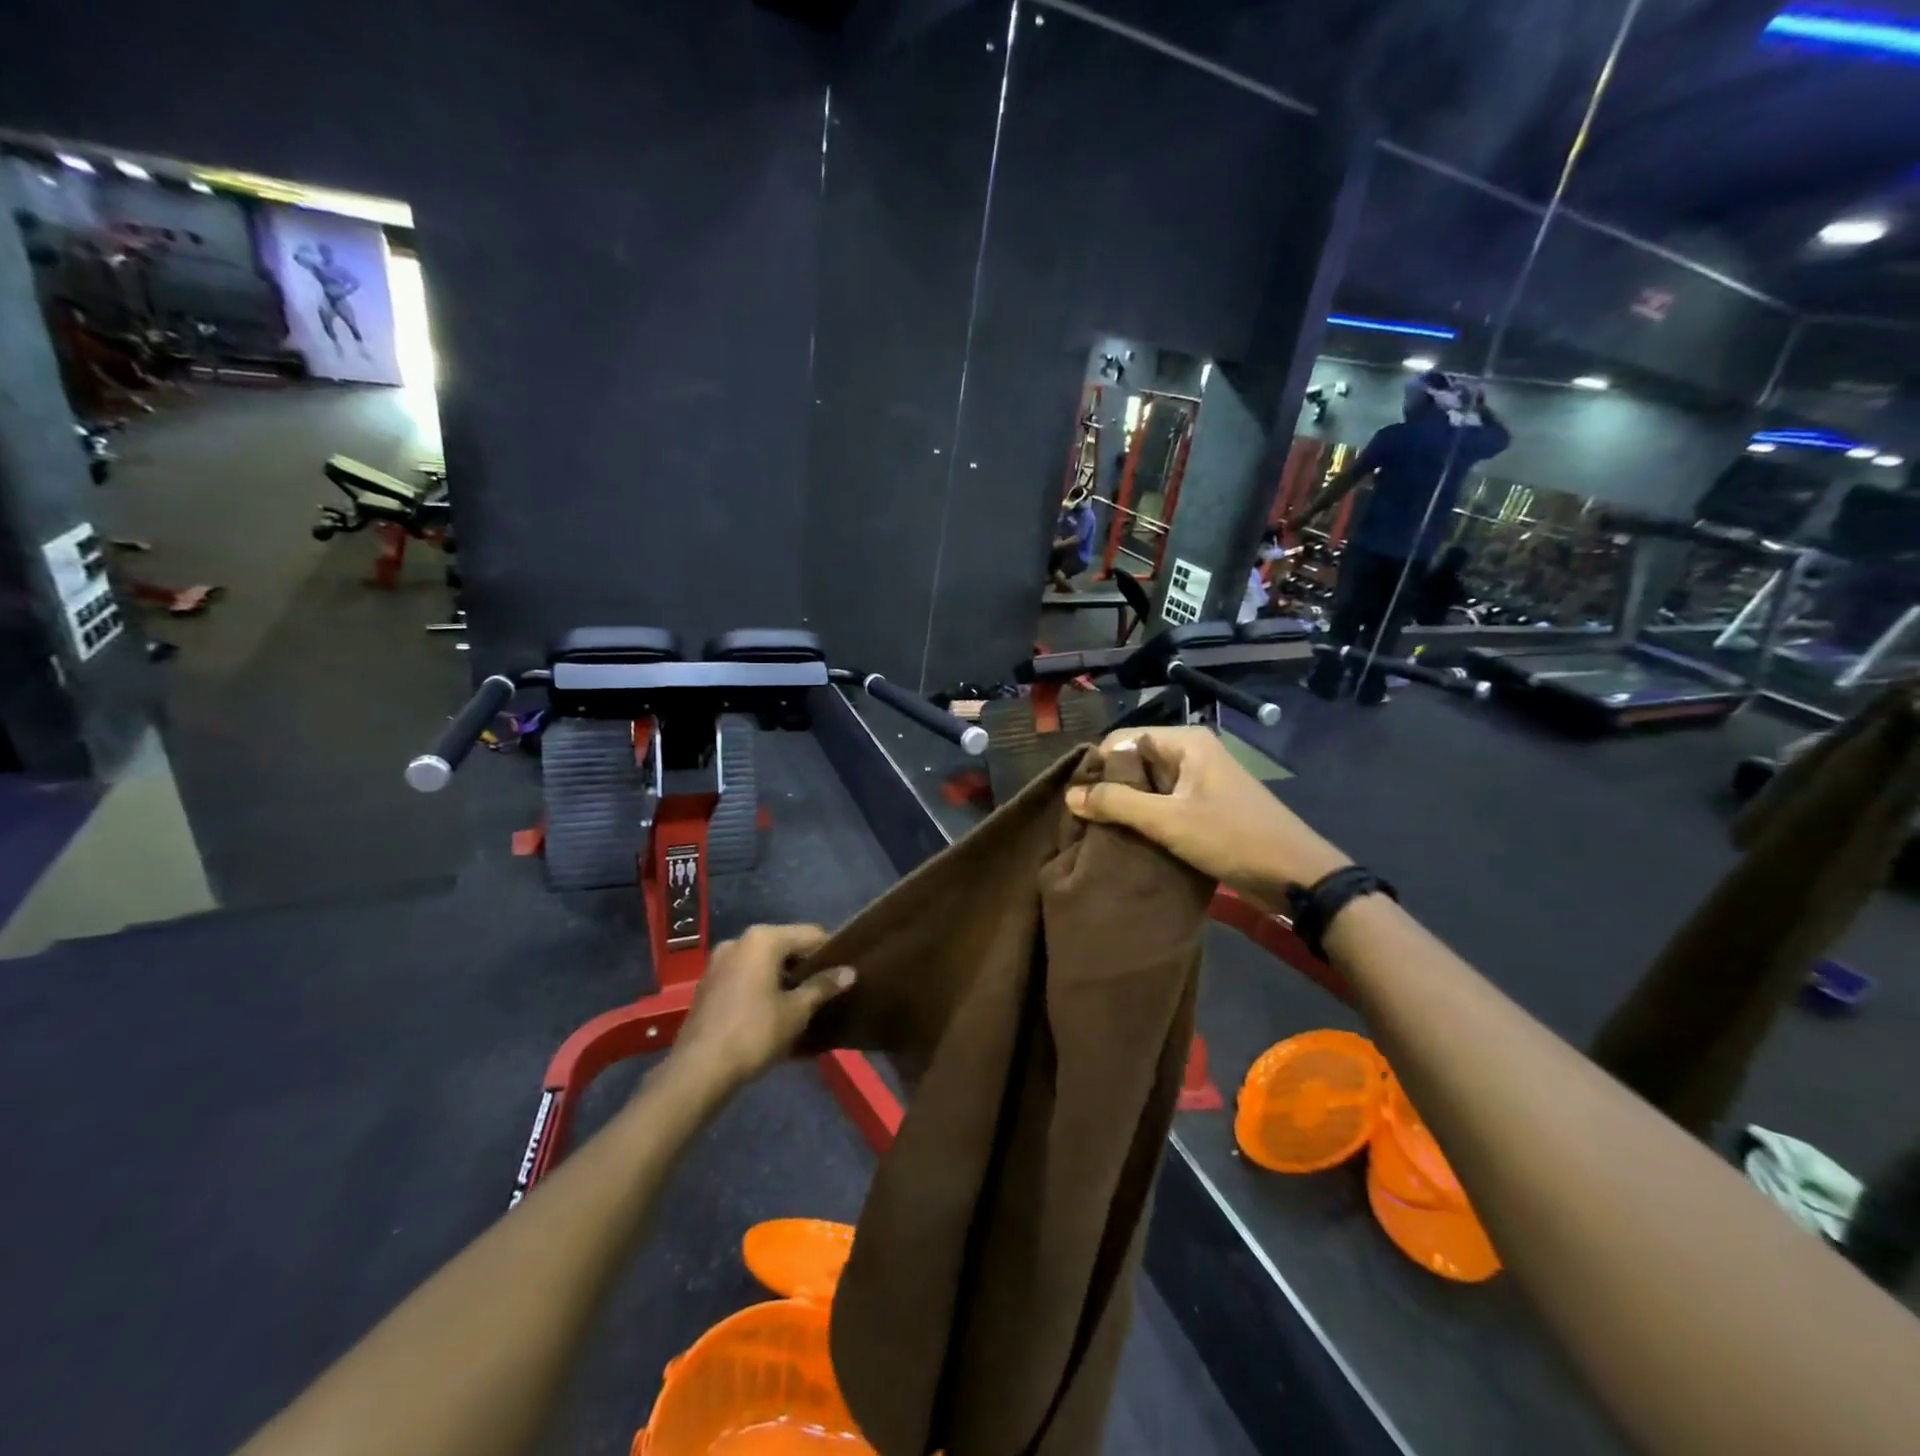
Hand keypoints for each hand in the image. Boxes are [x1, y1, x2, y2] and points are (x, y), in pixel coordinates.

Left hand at [672, 925, 855, 1088]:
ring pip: (764, 962)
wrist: (699, 1070)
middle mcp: (739, 941)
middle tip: (824, 992)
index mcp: (763, 939)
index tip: (843, 975)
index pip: (810, 934)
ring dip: (783, 978)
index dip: (830, 953)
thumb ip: (823, 986)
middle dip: (805, 967)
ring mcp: (719, 961)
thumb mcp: (797, 1011)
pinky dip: (762, 987)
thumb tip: (850, 972)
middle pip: (785, 945)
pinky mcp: (708, 984)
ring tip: (801, 1005)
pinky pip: (745, 976)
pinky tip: (773, 1012)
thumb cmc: (755, 1032)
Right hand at [1064, 728, 1350, 900]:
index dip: (1097, 766)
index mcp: (1185, 742)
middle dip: (1109, 788)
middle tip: (1084, 819)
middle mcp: (1191, 753)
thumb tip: (1070, 794)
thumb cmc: (1232, 838)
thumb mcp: (1168, 821)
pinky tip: (1127, 838)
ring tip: (1099, 831)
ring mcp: (1200, 780)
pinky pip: (1163, 803)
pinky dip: (1145, 818)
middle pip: (1134, 761)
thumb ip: (1116, 804)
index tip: (1076, 799)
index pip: (1122, 740)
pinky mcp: (1205, 805)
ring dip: (1126, 806)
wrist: (1295, 876)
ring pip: (1147, 785)